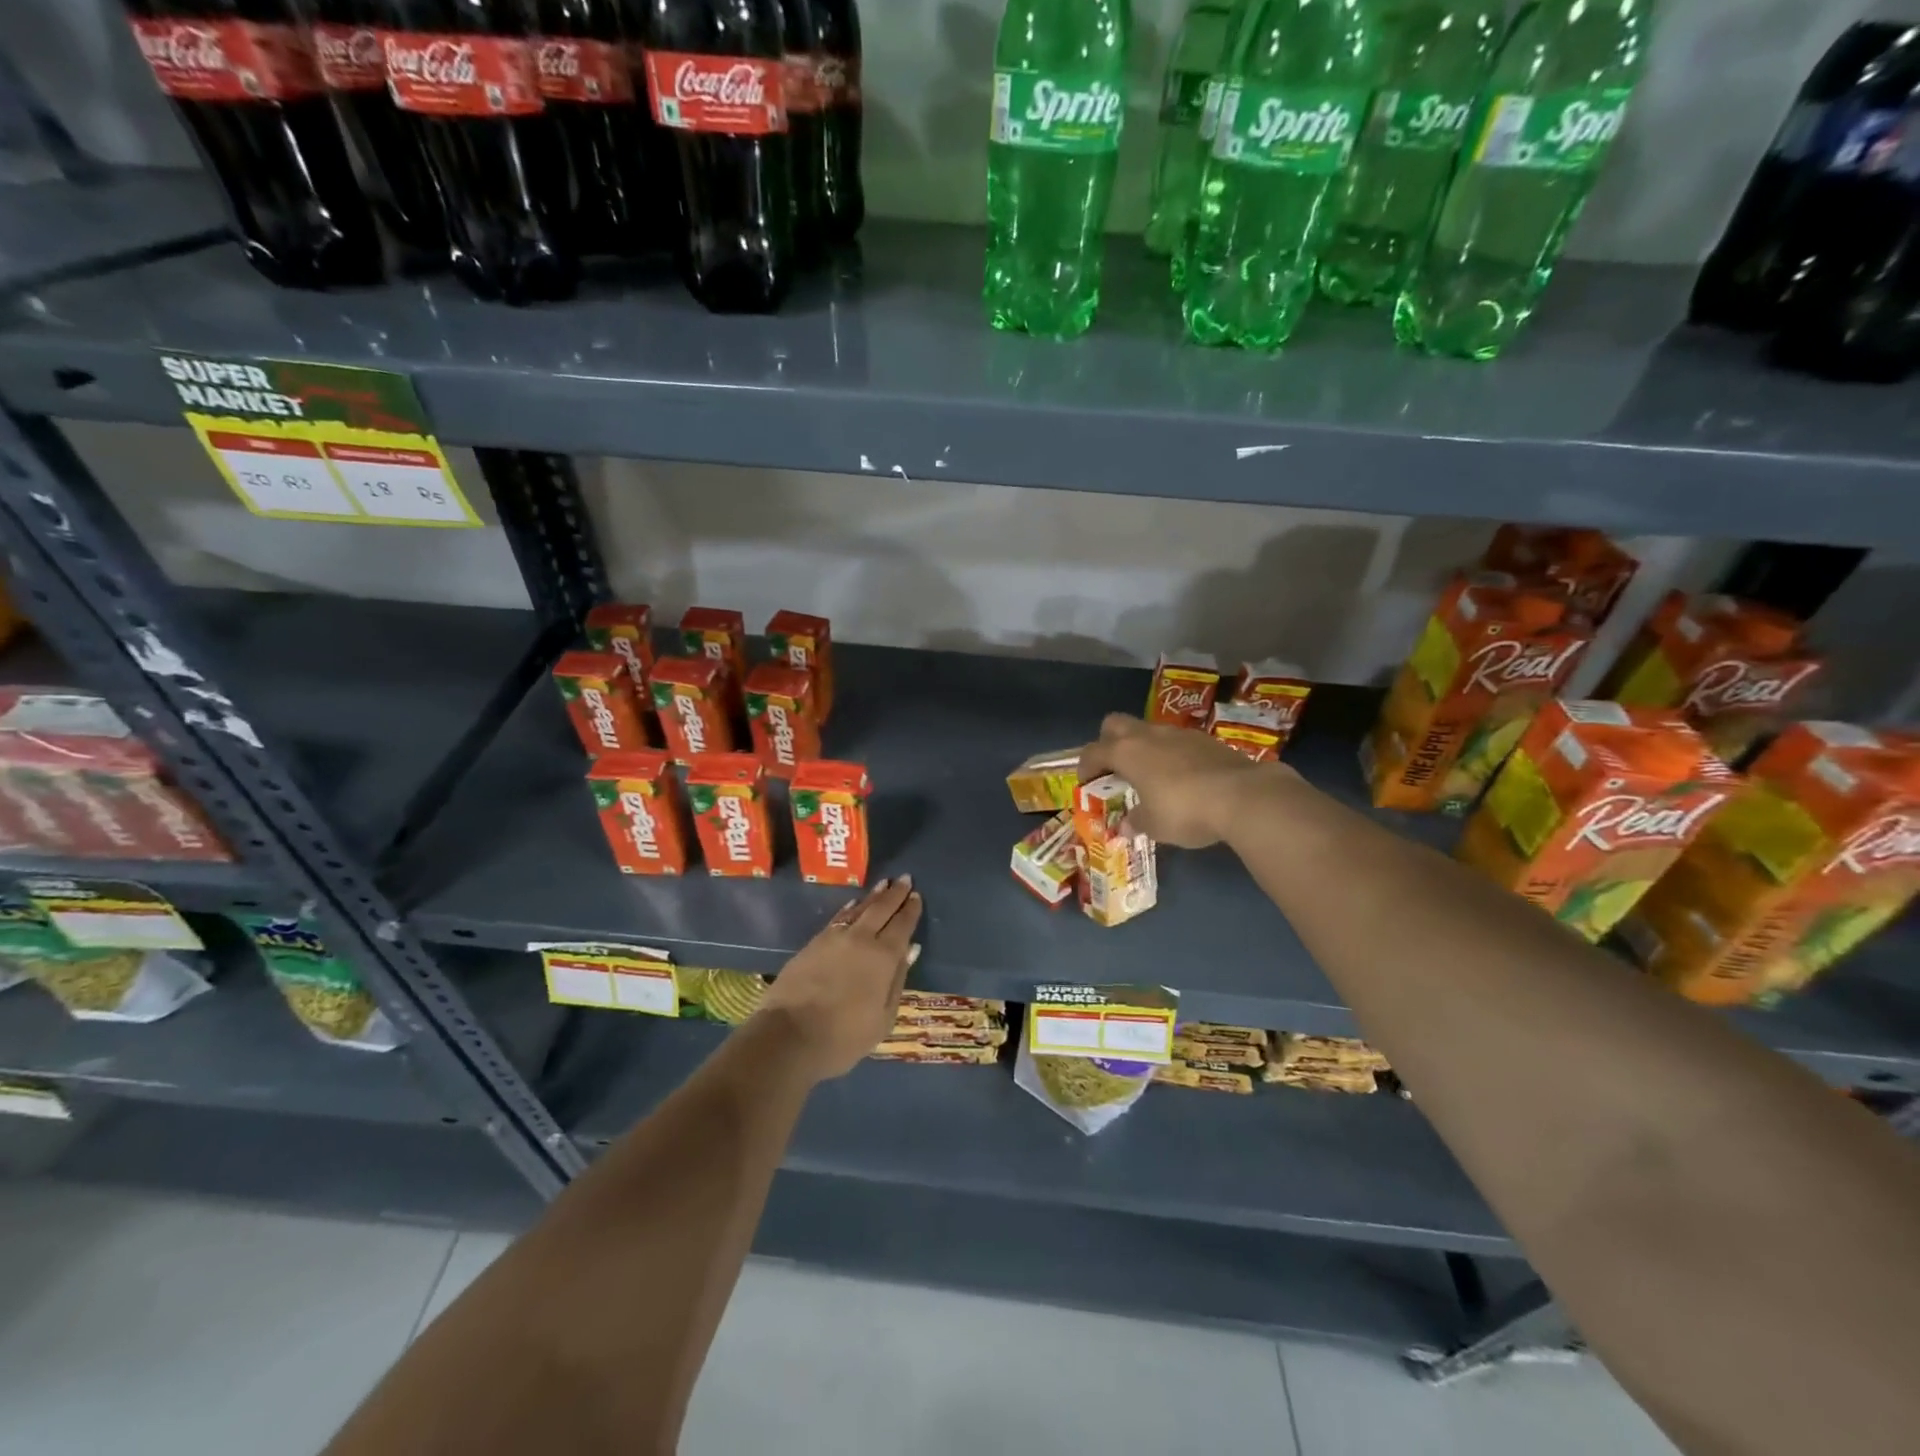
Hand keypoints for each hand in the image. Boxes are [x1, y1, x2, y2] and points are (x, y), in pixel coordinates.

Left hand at [753, 877, 923, 1082]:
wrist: (789, 1036)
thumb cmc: (843, 1036)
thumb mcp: (882, 1018)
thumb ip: (897, 981)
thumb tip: (910, 950)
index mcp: (883, 957)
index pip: (902, 926)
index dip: (910, 910)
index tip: (917, 895)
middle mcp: (860, 939)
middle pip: (881, 910)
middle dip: (894, 894)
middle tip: (904, 878)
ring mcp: (834, 938)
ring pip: (858, 910)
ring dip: (873, 896)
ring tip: (883, 884)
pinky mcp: (813, 943)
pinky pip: (837, 918)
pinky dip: (849, 910)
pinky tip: (852, 906)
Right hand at [1077, 713, 1295, 847]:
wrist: (1243, 795)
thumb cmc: (1184, 810)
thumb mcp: (1153, 825)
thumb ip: (1135, 821)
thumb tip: (1125, 825)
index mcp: (1126, 752)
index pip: (1093, 751)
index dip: (1085, 766)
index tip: (1087, 782)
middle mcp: (1148, 735)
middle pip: (1115, 724)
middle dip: (1109, 742)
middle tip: (1115, 767)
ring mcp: (1178, 733)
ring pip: (1148, 730)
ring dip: (1143, 747)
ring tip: (1151, 775)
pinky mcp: (1205, 739)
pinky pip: (1177, 741)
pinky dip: (1171, 754)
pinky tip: (1182, 777)